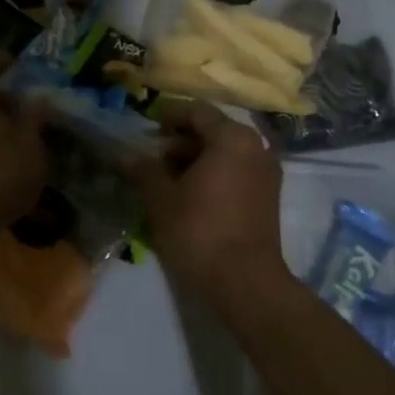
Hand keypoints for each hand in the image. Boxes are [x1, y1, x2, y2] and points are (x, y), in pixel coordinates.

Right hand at [133, 100, 287, 305]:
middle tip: (153, 161)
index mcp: (232, 137)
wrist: (246, 283)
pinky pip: (236, 171)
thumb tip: (125, 155)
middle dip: (180, 142)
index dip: (168, 116)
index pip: (196, 111)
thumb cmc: (200, 231)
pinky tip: (191, 196)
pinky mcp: (269, 197)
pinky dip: (214, 175)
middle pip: (212, 130)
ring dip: (195, 160)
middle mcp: (256, 146)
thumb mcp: (161, 198)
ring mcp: (266, 172)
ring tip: (167, 182)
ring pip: (225, 153)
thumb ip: (143, 170)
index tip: (147, 131)